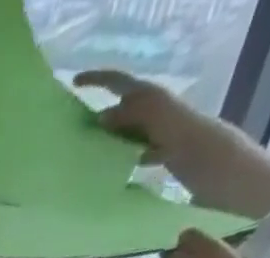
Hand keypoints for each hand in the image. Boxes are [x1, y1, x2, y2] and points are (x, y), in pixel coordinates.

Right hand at [75, 70, 204, 166]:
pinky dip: (115, 154)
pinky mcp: (148, 146)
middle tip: (74, 129)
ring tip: (85, 151)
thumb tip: (100, 117)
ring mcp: (146, 127)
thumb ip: (125, 114)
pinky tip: (106, 165)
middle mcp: (144, 106)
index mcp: (143, 93)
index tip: (75, 83)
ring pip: (119, 129)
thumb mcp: (148, 113)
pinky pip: (126, 148)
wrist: (194, 149)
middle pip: (115, 107)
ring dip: (103, 138)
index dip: (95, 80)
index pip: (114, 81)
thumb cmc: (172, 127)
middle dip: (96, 115)